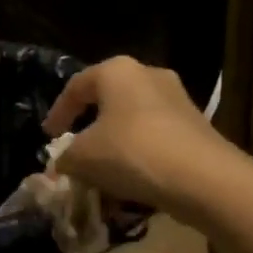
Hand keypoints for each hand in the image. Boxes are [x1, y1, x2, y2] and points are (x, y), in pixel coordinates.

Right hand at [42, 57, 233, 221]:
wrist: (204, 178)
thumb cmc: (132, 152)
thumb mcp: (83, 158)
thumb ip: (66, 157)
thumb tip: (64, 163)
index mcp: (117, 71)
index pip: (76, 86)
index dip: (58, 112)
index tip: (48, 136)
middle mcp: (149, 75)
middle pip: (108, 100)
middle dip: (89, 126)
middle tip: (75, 148)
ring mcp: (178, 100)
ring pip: (133, 120)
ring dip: (115, 143)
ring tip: (102, 169)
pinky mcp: (197, 126)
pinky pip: (155, 137)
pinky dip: (139, 154)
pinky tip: (131, 180)